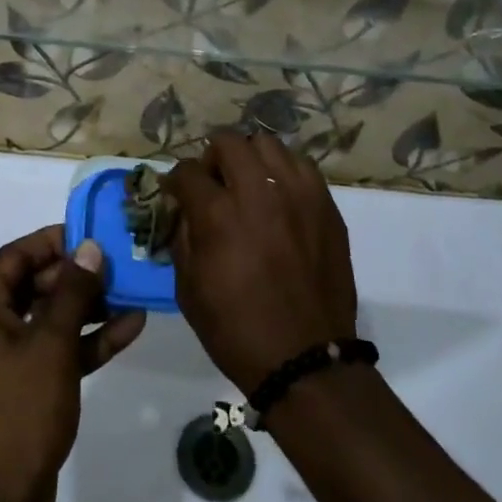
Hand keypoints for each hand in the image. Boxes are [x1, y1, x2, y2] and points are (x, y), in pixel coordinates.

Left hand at [0, 225, 146, 501]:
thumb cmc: (17, 409)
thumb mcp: (51, 344)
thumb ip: (73, 292)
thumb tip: (90, 248)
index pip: (17, 256)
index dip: (55, 242)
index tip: (93, 234)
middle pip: (36, 284)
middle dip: (79, 277)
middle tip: (118, 266)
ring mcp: (5, 358)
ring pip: (50, 318)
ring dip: (89, 308)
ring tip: (132, 293)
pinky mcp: (24, 386)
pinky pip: (56, 350)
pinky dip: (86, 341)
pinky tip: (129, 328)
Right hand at [163, 131, 358, 395]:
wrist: (305, 359)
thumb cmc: (236, 330)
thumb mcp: (188, 289)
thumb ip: (181, 236)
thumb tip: (183, 208)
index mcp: (218, 214)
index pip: (186, 171)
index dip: (176, 180)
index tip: (177, 191)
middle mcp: (258, 192)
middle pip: (228, 142)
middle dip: (212, 158)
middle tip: (214, 183)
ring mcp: (297, 194)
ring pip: (267, 144)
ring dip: (250, 158)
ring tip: (250, 183)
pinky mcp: (325, 204)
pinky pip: (301, 165)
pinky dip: (284, 172)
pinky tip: (279, 196)